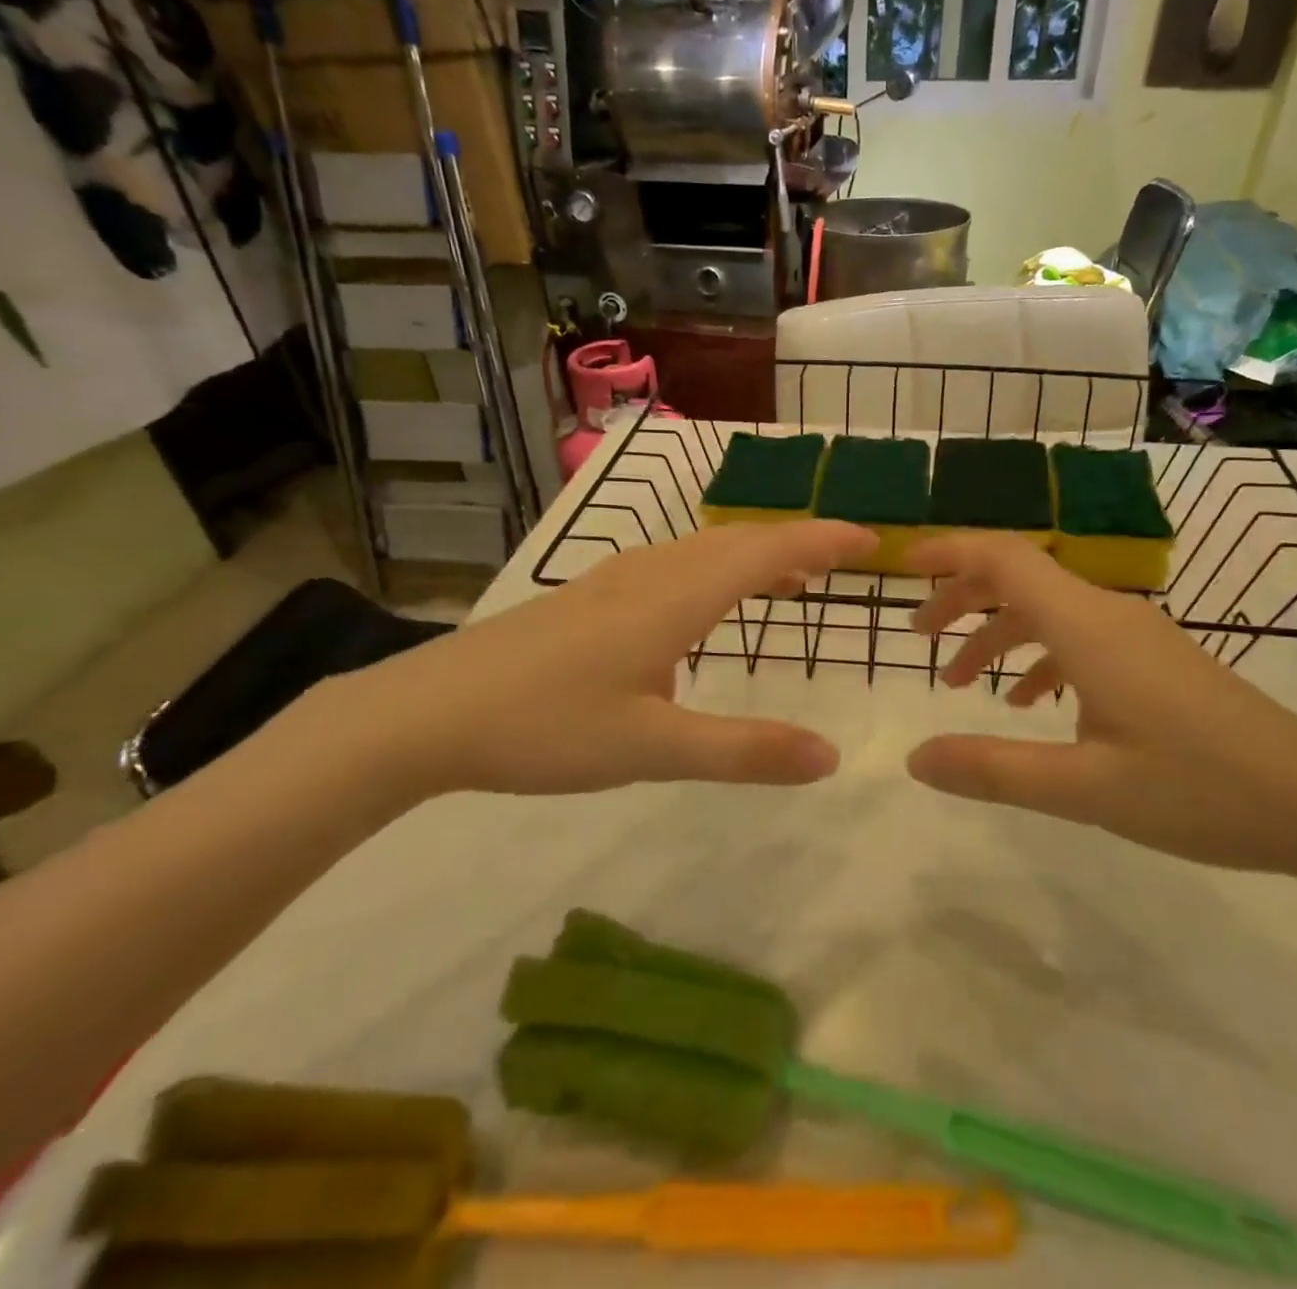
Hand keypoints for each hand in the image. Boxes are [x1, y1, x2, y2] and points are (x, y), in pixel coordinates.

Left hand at [335, 521, 876, 797]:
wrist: (426, 712)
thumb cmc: (544, 727)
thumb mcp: (652, 749)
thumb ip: (743, 752)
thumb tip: (830, 757)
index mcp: (675, 598)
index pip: (767, 552)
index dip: (822, 540)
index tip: (870, 539)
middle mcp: (650, 574)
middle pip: (737, 541)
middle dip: (796, 544)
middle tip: (842, 559)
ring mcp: (612, 581)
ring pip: (700, 550)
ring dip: (753, 556)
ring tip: (788, 582)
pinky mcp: (586, 598)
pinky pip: (671, 566)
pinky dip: (712, 571)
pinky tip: (700, 609)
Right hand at [905, 533, 1296, 877]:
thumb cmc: (1201, 790)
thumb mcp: (1085, 790)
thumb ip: (994, 770)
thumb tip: (915, 759)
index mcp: (1088, 627)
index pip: (1005, 559)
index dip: (950, 552)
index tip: (902, 566)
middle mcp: (1109, 614)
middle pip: (1020, 579)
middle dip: (962, 599)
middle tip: (920, 638)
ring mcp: (1137, 635)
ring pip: (1048, 611)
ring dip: (997, 635)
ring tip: (962, 683)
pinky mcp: (1155, 660)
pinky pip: (1079, 639)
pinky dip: (1039, 657)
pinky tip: (1030, 705)